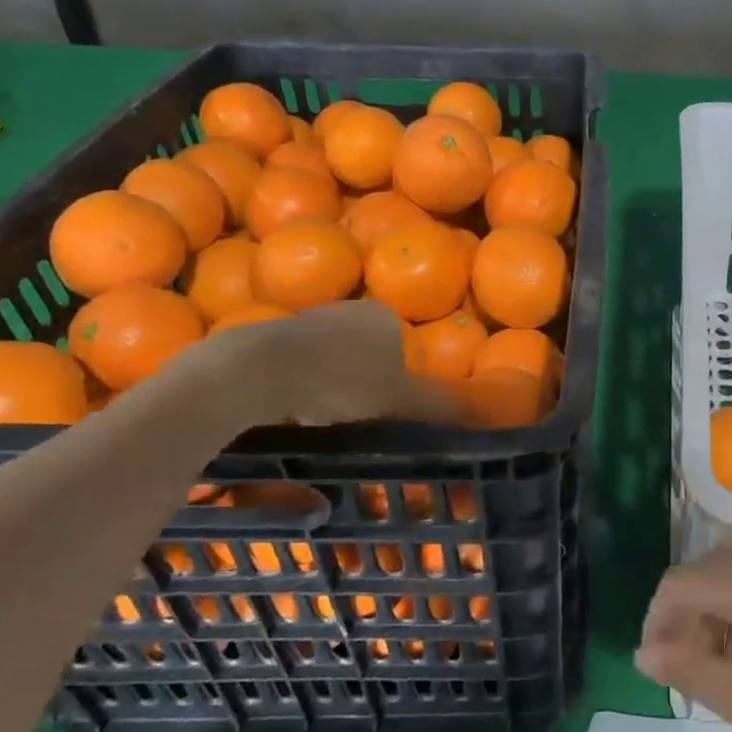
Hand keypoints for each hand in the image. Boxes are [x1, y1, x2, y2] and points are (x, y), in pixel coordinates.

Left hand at [172, 300, 458, 428]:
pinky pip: (298, 366)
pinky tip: (293, 412)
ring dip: (331, 386)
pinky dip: (301, 387)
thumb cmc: (339, 382)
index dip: (402, 384)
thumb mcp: (400, 400)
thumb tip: (476, 413)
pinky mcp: (270, 336)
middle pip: (369, 354)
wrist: (254, 371)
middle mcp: (348, 310)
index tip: (391, 413)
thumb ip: (437, 405)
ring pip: (332, 360)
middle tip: (360, 420)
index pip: (405, 350)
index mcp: (383, 317)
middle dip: (366, 386)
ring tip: (324, 420)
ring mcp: (306, 320)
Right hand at [635, 532, 731, 731]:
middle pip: (699, 574)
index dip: (657, 623)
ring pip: (727, 571)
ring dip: (713, 610)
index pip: (674, 585)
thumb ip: (688, 671)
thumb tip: (644, 653)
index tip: (661, 667)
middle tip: (696, 673)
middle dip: (686, 620)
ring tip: (726, 662)